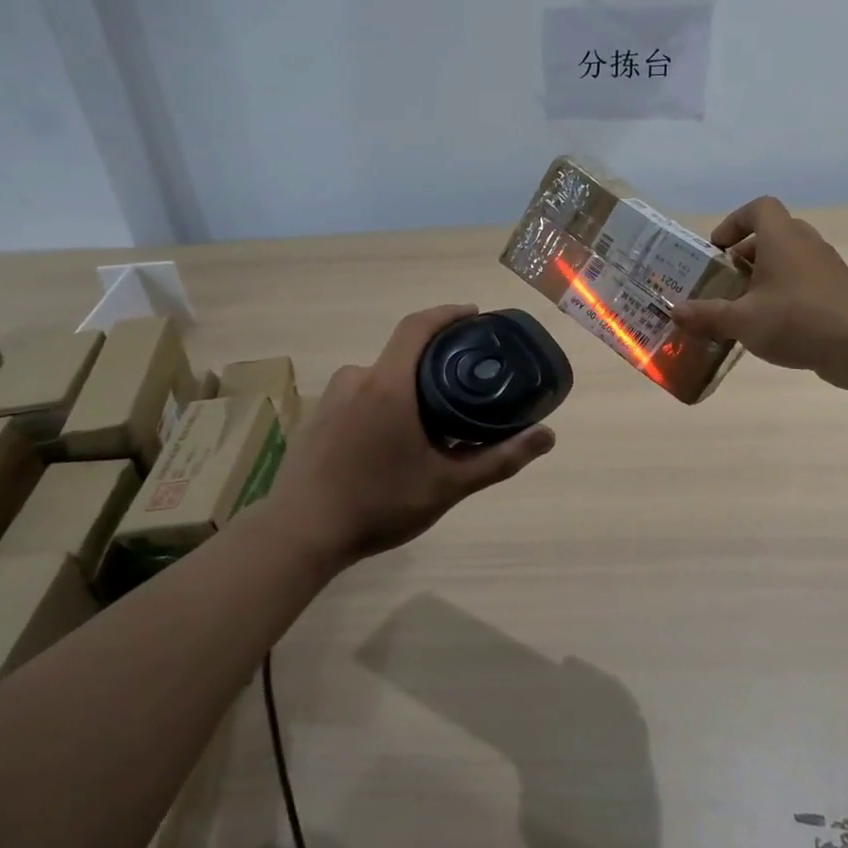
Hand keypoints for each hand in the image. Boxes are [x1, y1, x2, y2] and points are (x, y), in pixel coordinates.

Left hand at [268, 305, 557, 563]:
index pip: (418, 326)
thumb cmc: (378, 503)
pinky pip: (358, 396)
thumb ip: (498, 458)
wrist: (301, 533)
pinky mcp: (316, 416)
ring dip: (406, 390)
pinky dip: (381, 405)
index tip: (473, 315)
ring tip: (430, 424)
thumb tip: (546, 436)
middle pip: (401, 355)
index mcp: (388, 383)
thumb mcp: (447, 485)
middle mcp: (356, 378)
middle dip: (432, 363)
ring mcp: (331, 397)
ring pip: (379, 379)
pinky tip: (389, 443)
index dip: (447, 314)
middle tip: (462, 386)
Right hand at [670, 197, 847, 388]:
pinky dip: (785, 291)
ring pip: (789, 258)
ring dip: (765, 274)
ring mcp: (826, 266)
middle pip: (772, 234)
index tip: (718, 249)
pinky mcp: (837, 290)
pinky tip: (771, 323)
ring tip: (745, 304)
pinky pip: (804, 279)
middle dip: (745, 254)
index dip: (735, 222)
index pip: (759, 208)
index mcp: (782, 238)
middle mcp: (805, 243)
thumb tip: (675, 311)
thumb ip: (706, 314)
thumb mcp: (742, 320)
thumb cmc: (796, 319)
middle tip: (726, 281)